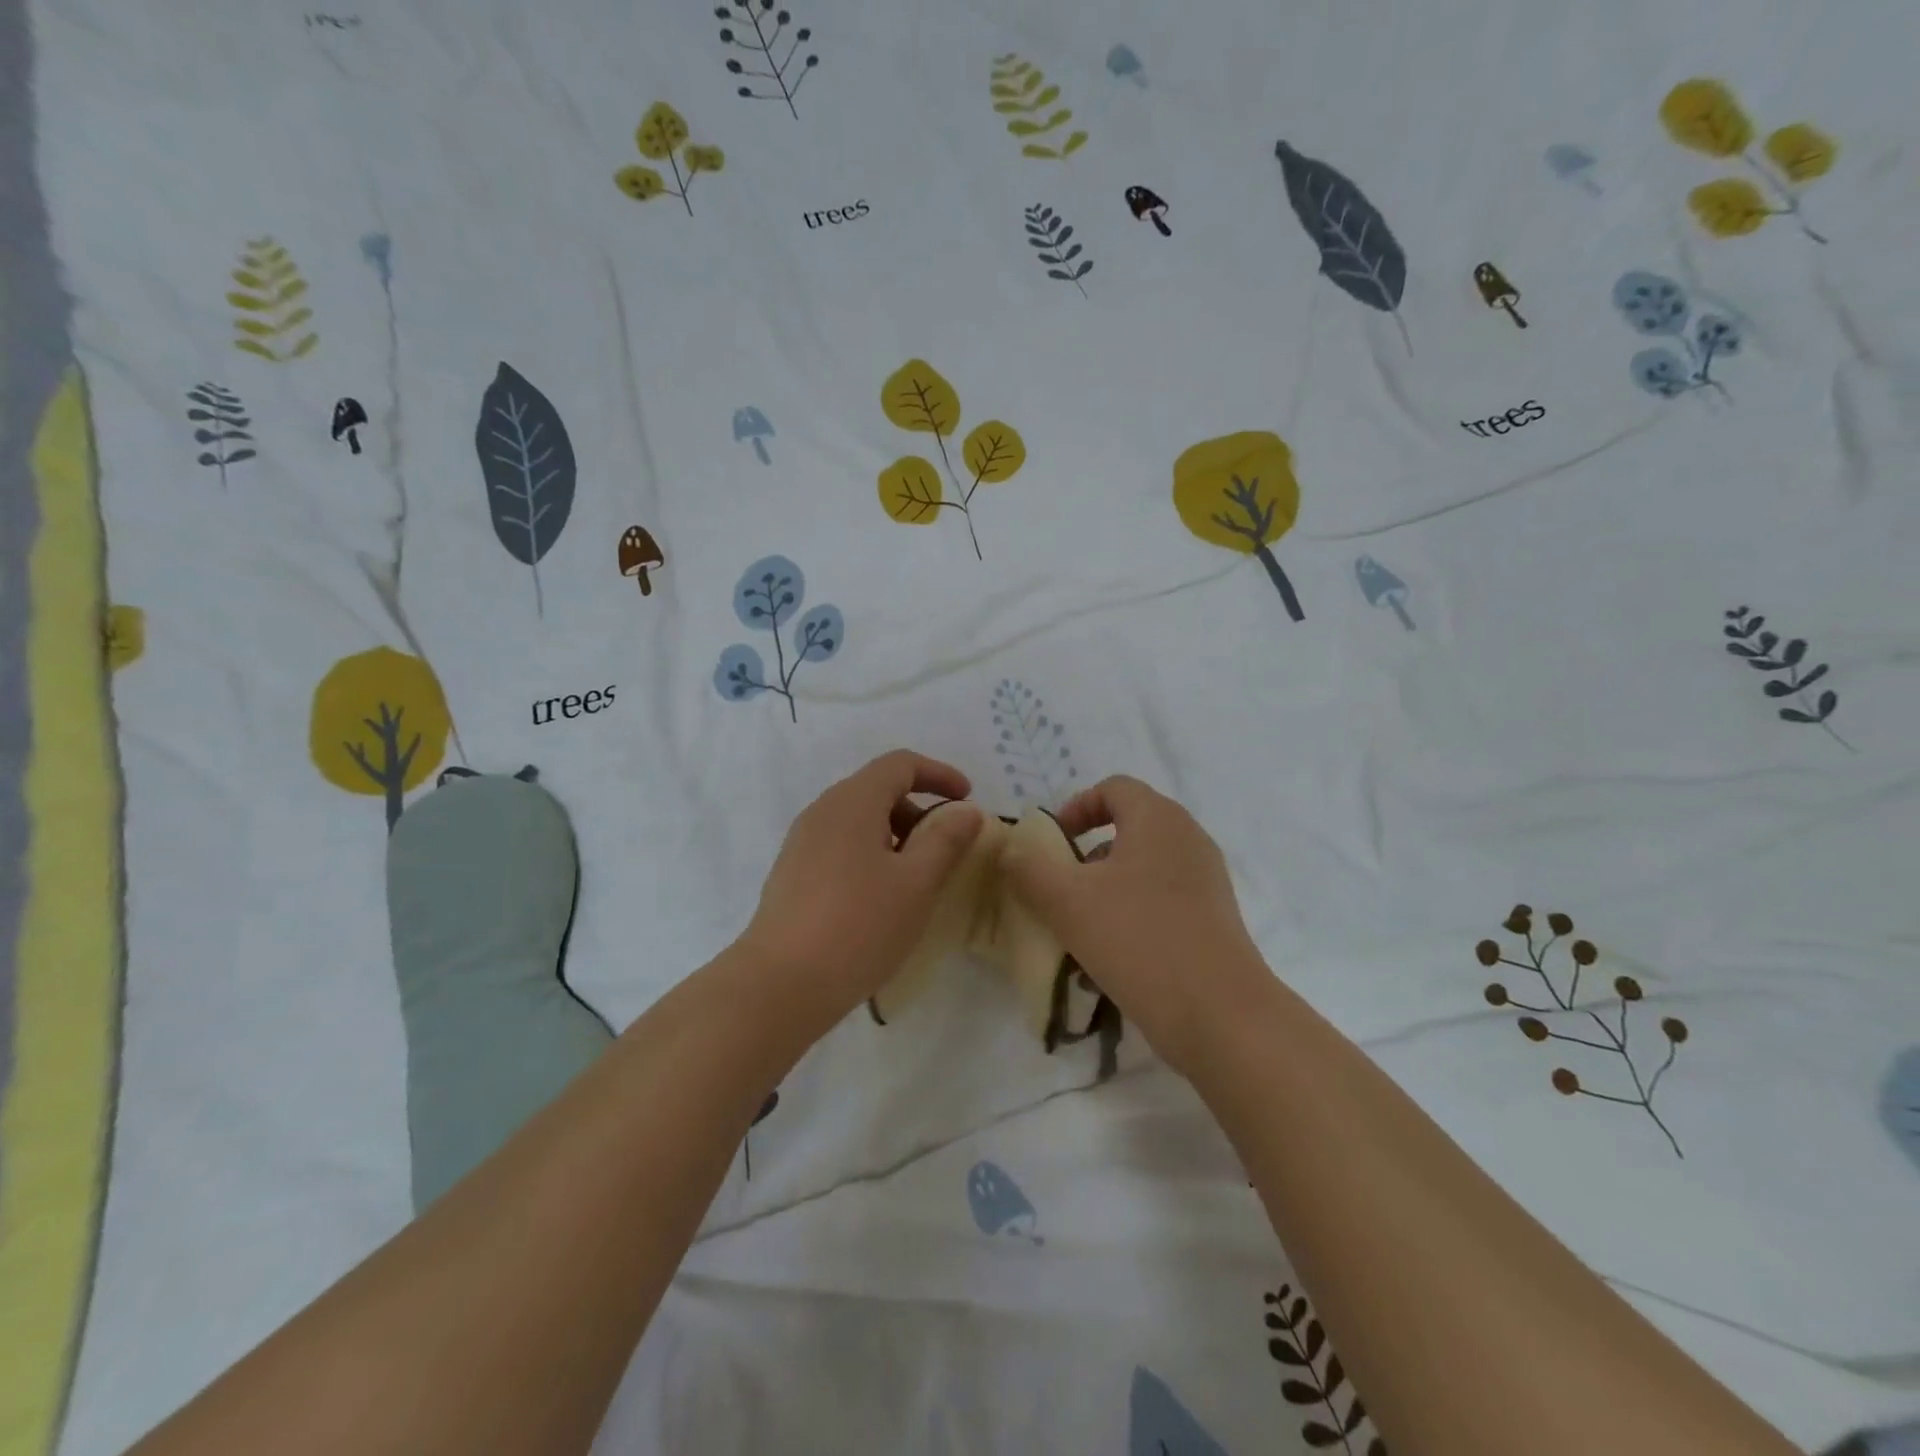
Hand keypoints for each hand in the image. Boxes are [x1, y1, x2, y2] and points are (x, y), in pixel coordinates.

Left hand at [739, 750, 985, 1023]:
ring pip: (859, 821)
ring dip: (895, 836)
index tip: (967, 800)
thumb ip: (946, 840)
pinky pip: (841, 847)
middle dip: (918, 810)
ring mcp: (802, 843)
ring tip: (916, 880)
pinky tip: (880, 900)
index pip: (900, 764)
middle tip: (945, 849)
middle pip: (878, 790)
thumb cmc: (859, 926)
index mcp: (853, 801)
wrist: (781, 984)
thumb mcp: (916, 883)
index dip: (939, 774)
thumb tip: (965, 811)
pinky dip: (871, 855)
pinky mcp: (792, 874)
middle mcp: (823, 811)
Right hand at [1001, 775, 1269, 1077]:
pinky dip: (1130, 919)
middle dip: (1085, 858)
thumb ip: (1029, 869)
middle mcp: (1188, 839)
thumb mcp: (1066, 902)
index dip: (1076, 807)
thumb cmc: (1138, 940)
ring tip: (1077, 935)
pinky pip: (1161, 904)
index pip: (1114, 788)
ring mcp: (1206, 881)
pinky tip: (1107, 964)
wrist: (1220, 1015)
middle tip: (1060, 889)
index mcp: (1158, 819)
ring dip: (1103, 894)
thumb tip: (1012, 851)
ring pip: (1141, 872)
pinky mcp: (1213, 920)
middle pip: (1127, 830)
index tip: (1052, 843)